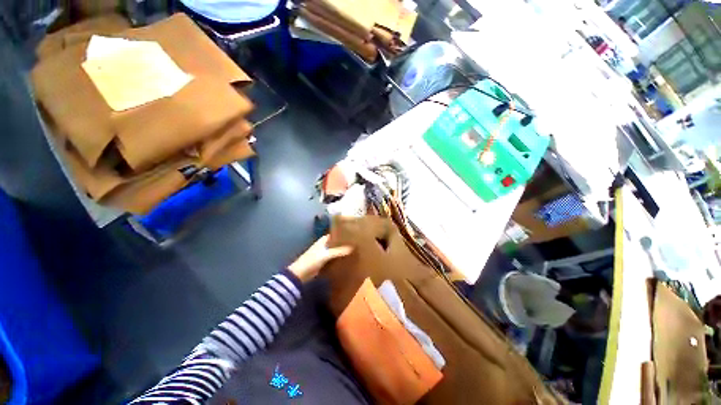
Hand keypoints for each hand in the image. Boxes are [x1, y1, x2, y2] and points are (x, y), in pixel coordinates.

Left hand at [288, 235, 352, 281]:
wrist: (300, 274)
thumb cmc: (312, 261)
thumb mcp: (326, 255)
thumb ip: (338, 251)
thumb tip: (352, 248)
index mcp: (323, 240)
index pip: (334, 234)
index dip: (342, 234)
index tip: (352, 235)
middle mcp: (324, 245)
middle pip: (335, 243)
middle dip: (343, 243)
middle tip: (355, 243)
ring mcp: (323, 254)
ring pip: (335, 251)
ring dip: (341, 252)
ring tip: (354, 251)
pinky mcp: (323, 262)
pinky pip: (333, 258)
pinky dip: (338, 259)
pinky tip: (346, 260)